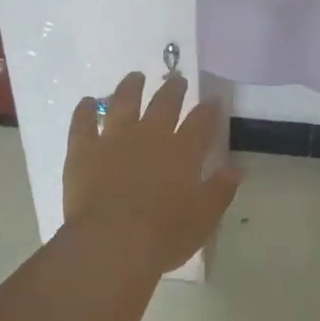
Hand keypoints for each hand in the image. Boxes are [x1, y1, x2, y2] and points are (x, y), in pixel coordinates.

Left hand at [64, 72, 243, 277]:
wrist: (111, 243)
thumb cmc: (164, 236)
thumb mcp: (203, 218)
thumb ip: (220, 190)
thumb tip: (236, 169)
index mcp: (183, 151)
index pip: (202, 121)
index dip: (209, 109)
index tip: (214, 98)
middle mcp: (150, 136)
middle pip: (164, 103)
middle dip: (173, 89)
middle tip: (177, 80)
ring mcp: (114, 139)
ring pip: (123, 102)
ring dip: (131, 87)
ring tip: (135, 77)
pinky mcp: (83, 150)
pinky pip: (83, 122)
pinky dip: (85, 109)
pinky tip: (88, 101)